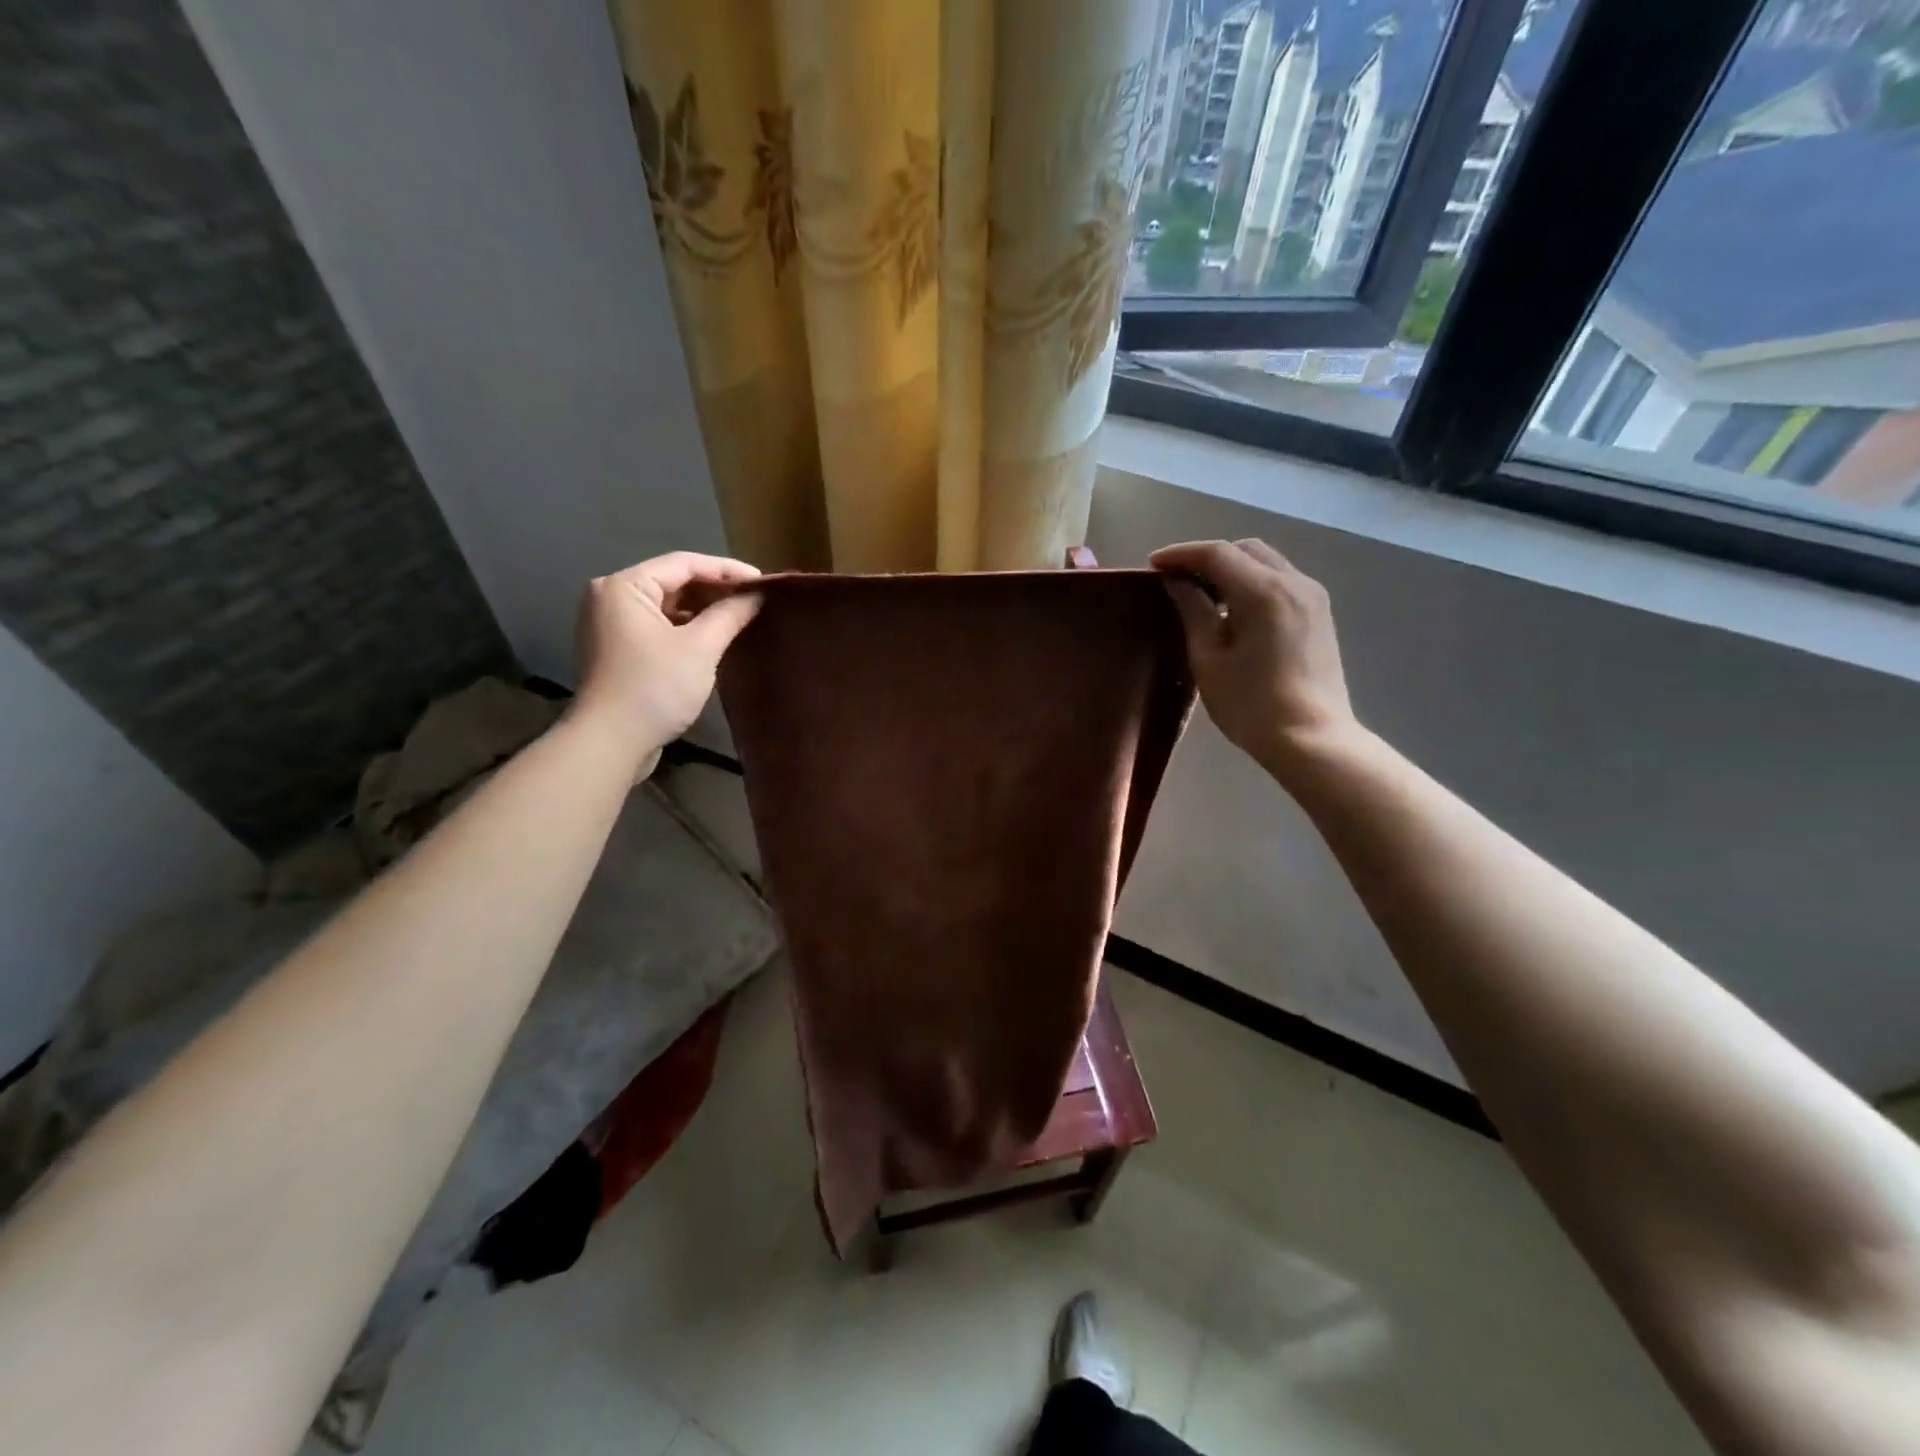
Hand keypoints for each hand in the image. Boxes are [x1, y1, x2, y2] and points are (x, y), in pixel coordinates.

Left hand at [571, 552, 761, 755]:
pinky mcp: (617, 650)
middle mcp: (610, 597)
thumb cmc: (655, 688)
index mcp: (624, 586)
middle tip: (755, 598)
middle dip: (715, 589)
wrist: (610, 743)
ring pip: (666, 605)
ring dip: (702, 609)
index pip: (683, 563)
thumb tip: (757, 595)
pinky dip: (686, 627)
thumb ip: (730, 615)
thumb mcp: (700, 648)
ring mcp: (610, 625)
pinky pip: (657, 626)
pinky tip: (714, 636)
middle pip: (672, 581)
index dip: (726, 569)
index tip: (762, 581)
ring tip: (741, 615)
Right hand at [1150, 538, 1359, 784]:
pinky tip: (1234, 609)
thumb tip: (1178, 582)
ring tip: (1203, 594)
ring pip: (1266, 562)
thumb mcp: (1209, 659)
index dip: (1181, 554)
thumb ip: (1194, 611)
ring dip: (1232, 568)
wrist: (1311, 740)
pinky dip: (1253, 582)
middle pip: (1245, 550)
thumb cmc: (1251, 705)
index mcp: (1264, 591)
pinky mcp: (1319, 614)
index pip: (1217, 554)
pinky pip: (1281, 581)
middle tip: (1177, 579)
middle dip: (1208, 557)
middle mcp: (1294, 582)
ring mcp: (1312, 596)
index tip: (1153, 565)